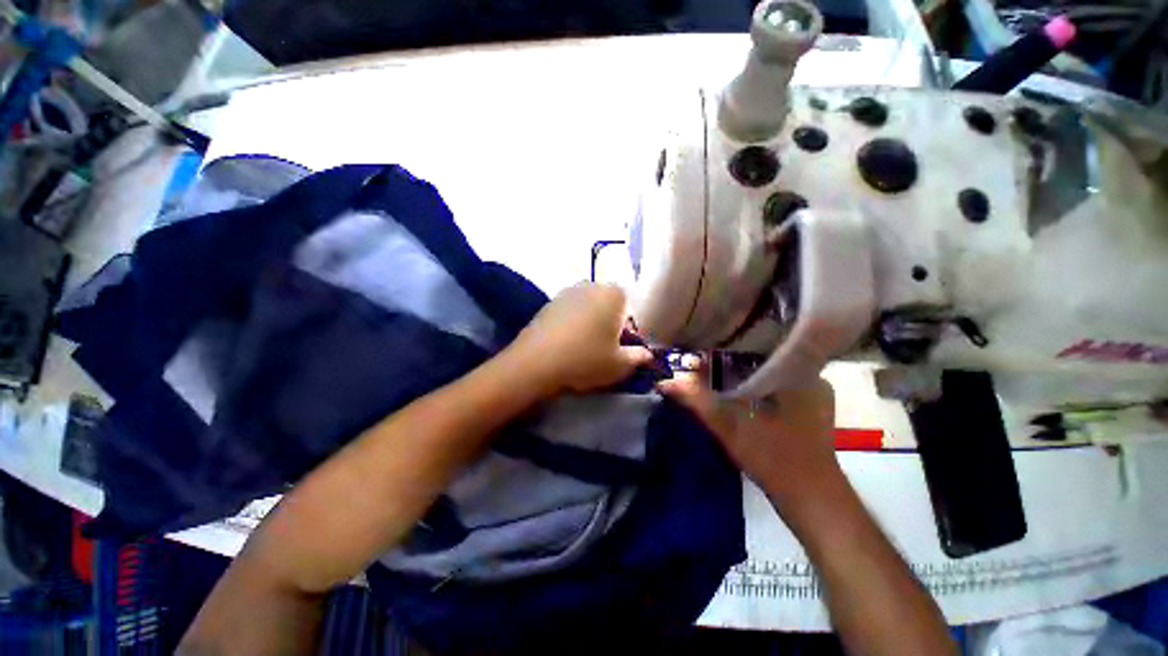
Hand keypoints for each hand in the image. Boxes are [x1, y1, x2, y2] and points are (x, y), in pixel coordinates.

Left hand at [507, 283, 652, 394]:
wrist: (535, 363)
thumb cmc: (586, 360)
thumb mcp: (620, 365)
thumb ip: (639, 357)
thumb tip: (646, 354)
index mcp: (613, 294)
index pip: (629, 310)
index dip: (627, 332)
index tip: (620, 350)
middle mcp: (590, 285)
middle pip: (608, 307)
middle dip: (609, 326)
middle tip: (604, 350)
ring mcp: (566, 292)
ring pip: (588, 309)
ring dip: (590, 325)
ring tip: (583, 349)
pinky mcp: (548, 303)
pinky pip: (569, 313)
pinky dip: (572, 326)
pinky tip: (566, 345)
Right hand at [657, 361, 840, 513]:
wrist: (811, 499)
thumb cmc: (773, 460)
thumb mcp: (728, 427)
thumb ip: (696, 400)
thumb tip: (666, 382)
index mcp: (795, 372)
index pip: (754, 346)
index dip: (724, 347)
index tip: (699, 350)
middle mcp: (809, 374)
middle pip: (761, 356)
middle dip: (730, 358)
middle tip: (702, 360)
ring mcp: (813, 390)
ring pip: (768, 369)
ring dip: (742, 371)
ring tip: (714, 369)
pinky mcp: (811, 405)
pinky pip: (776, 382)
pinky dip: (755, 383)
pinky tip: (737, 388)